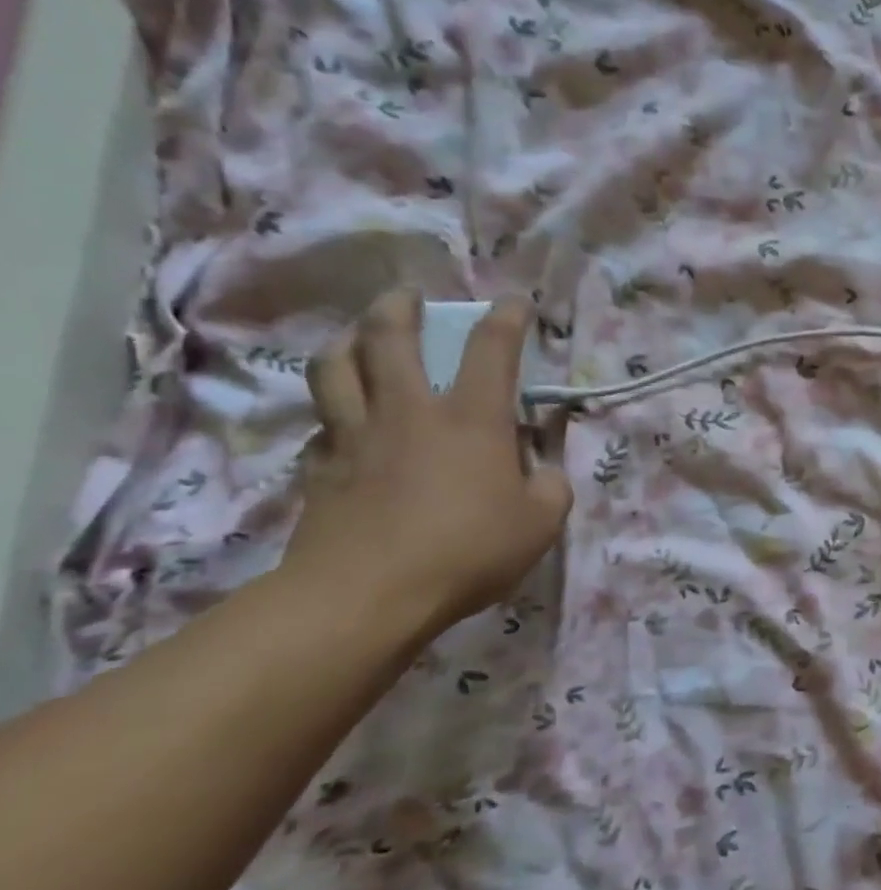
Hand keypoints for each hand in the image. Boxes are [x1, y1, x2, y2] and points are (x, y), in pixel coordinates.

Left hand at [283, 289, 572, 636]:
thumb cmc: (468, 550)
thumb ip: (550, 487)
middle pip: (389, 338)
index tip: (515, 301)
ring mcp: (357, 437)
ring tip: (358, 338)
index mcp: (472, 419)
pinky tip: (343, 423)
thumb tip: (540, 472)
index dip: (506, 318)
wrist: (366, 594)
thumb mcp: (541, 522)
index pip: (491, 350)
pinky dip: (334, 414)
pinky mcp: (321, 470)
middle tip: (407, 295)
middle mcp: (410, 412)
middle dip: (399, 307)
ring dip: (347, 342)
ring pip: (336, 368)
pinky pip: (322, 426)